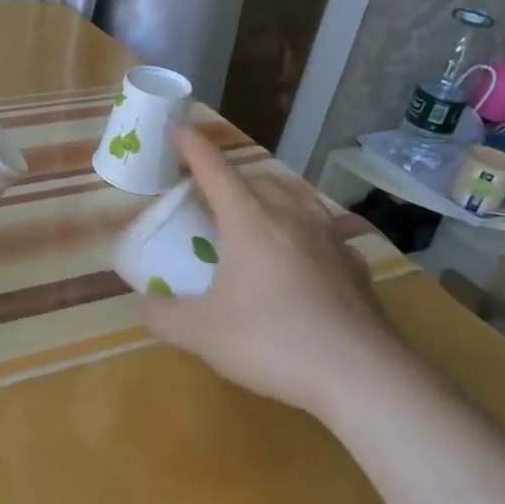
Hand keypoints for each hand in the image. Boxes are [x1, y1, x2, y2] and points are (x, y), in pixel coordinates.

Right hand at [140, 128, 401, 422]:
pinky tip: (302, 254)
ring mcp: (329, 238)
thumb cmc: (273, 342)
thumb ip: (164, 317)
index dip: (192, 146)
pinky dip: (303, 228)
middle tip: (210, 194)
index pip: (214, 170)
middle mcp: (290, 217)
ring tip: (258, 210)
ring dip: (270, 193)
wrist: (362, 377)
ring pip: (296, 196)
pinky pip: (323, 229)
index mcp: (249, 222)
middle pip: (257, 178)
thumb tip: (142, 307)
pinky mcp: (354, 265)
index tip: (176, 126)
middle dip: (230, 176)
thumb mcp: (203, 334)